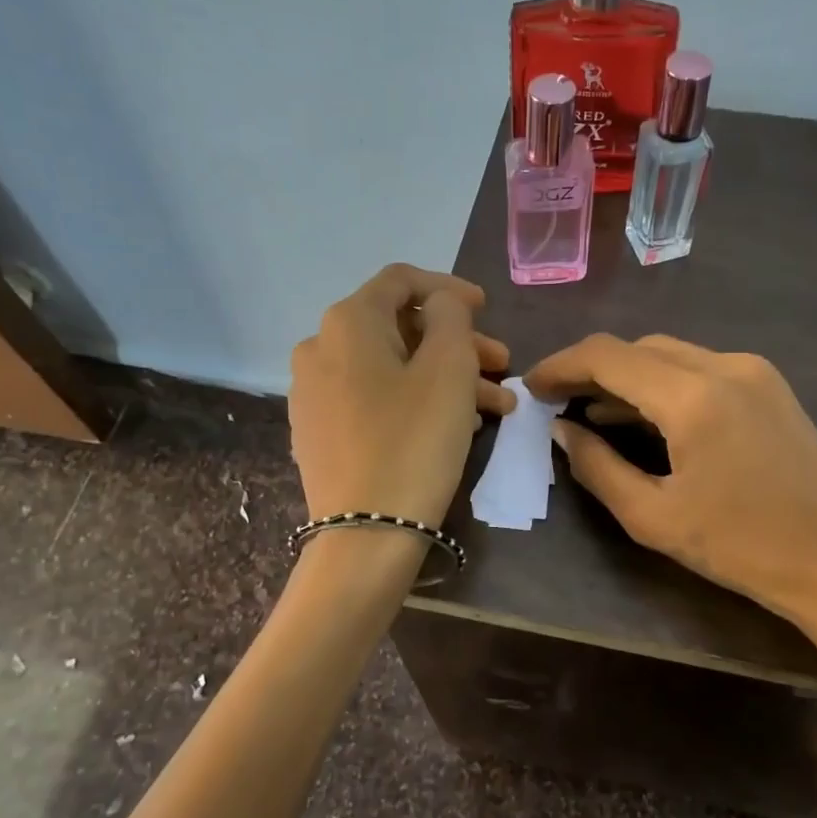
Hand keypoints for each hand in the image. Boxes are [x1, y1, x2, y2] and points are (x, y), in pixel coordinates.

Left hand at [289, 264, 513, 526]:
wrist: (365, 535)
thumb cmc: (414, 442)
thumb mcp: (448, 369)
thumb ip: (450, 317)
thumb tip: (439, 305)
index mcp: (346, 323)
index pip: (400, 281)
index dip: (448, 289)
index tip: (487, 309)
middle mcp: (319, 349)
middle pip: (399, 330)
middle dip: (457, 344)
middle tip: (501, 367)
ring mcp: (314, 395)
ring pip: (392, 370)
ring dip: (446, 379)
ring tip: (493, 408)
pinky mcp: (319, 434)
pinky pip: (374, 401)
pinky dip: (416, 402)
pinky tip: (453, 427)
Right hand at [525, 335, 816, 700]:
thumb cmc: (742, 548)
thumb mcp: (654, 517)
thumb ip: (598, 467)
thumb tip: (564, 430)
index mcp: (693, 396)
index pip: (608, 356)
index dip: (561, 365)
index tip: (531, 388)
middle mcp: (726, 366)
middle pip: (639, 348)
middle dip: (592, 369)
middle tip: (558, 402)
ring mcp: (755, 372)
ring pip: (671, 355)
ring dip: (628, 378)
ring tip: (590, 412)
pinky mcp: (771, 387)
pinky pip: (701, 371)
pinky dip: (663, 386)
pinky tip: (645, 418)